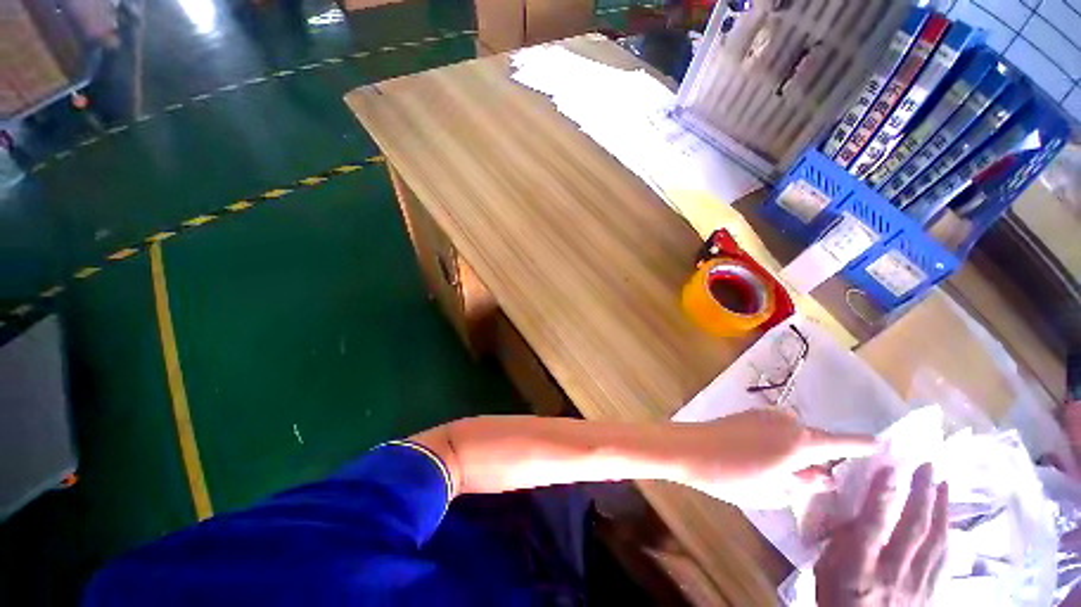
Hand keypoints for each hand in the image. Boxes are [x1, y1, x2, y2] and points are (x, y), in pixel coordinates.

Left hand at [677, 409, 877, 507]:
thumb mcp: (773, 491)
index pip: (840, 443)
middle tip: (818, 478)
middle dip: (821, 455)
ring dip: (798, 447)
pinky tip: (766, 456)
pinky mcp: (748, 413)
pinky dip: (781, 440)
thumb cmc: (732, 476)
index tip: (882, 444)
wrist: (689, 448)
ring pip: (795, 432)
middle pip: (816, 437)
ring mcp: (766, 415)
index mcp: (800, 443)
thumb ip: (803, 484)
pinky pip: (777, 426)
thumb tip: (826, 479)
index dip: (861, 444)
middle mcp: (787, 422)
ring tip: (786, 470)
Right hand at [815, 464, 948, 606]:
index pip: (873, 525)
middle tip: (928, 465)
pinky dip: (948, 534)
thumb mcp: (826, 568)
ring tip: (943, 483)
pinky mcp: (931, 592)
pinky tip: (950, 520)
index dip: (882, 495)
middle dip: (922, 494)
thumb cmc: (837, 596)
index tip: (890, 467)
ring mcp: (917, 584)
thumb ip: (842, 541)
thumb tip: (855, 510)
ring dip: (941, 509)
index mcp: (859, 567)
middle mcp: (893, 572)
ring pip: (936, 541)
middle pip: (914, 529)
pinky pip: (944, 559)